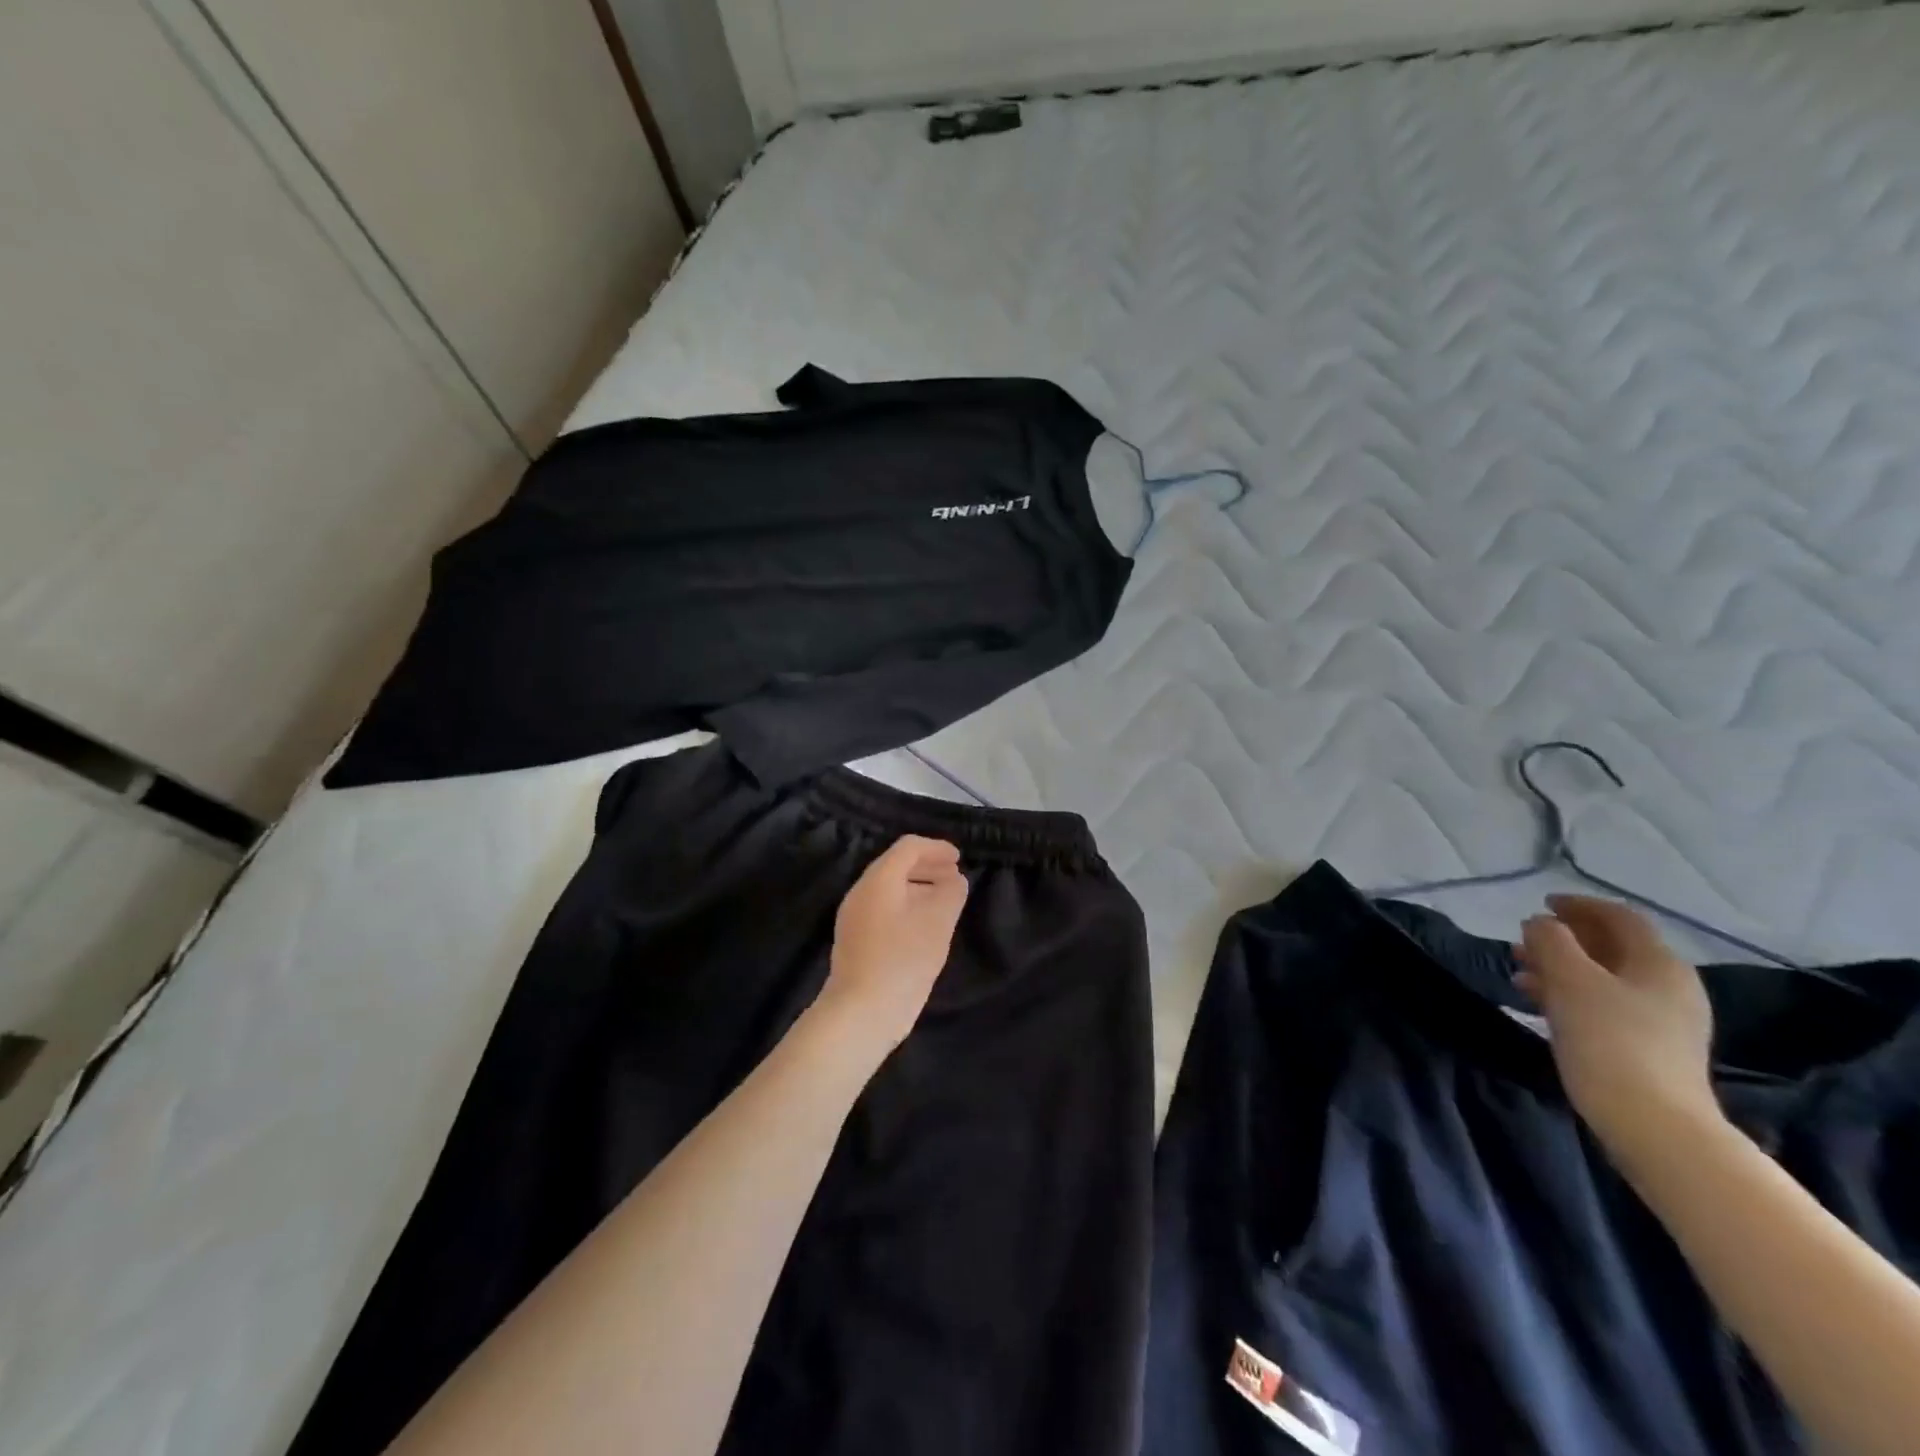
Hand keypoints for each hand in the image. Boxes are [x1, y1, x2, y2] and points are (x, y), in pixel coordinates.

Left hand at [815, 836, 969, 1054]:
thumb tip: (955, 880)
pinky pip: (884, 909)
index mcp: (878, 880)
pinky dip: (908, 905)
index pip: (908, 848)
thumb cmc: (903, 959)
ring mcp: (855, 917)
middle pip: (896, 865)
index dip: (936, 848)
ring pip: (890, 889)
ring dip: (919, 887)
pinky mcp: (857, 940)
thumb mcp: (938, 922)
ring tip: (945, 900)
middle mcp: (862, 892)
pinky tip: (925, 924)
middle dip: (928, 866)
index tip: (959, 859)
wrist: (862, 1011)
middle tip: (955, 876)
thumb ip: (951, 893)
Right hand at [1515, 896, 1722, 1167]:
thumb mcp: (1570, 980)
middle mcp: (1669, 986)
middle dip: (1565, 939)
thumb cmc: (1609, 1040)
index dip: (1579, 905)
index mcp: (1659, 964)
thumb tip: (1540, 924)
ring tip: (1520, 971)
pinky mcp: (1649, 1048)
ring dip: (1562, 967)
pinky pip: (1605, 1005)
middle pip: (1613, 947)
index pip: (1620, 918)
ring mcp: (1663, 1021)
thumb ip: (1551, 941)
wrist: (1653, 1124)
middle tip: (1523, 939)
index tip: (1541, 903)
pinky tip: (1539, 1003)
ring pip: (1604, 978)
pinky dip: (1571, 994)